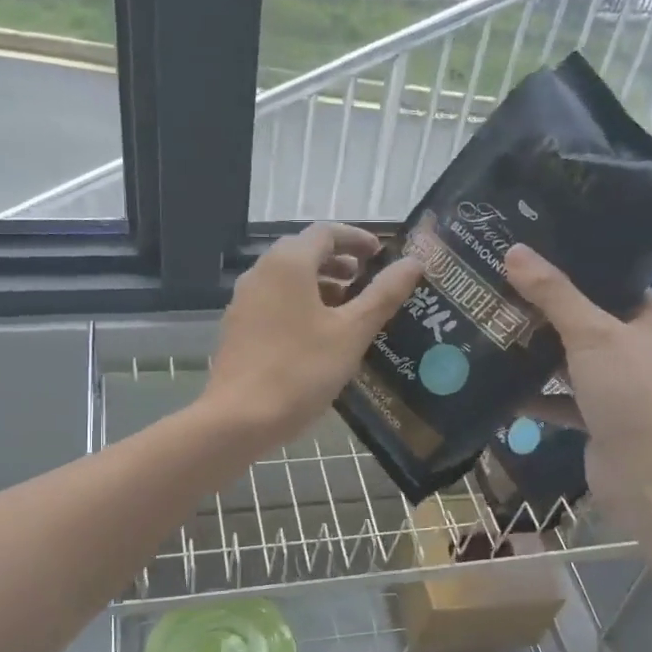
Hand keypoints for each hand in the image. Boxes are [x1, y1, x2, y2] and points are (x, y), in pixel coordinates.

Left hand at [205, 223, 423, 447]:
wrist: (238, 418)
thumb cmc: (300, 370)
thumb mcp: (351, 332)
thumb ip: (383, 295)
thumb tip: (413, 262)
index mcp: (288, 263)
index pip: (326, 232)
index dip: (357, 239)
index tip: (381, 255)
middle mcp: (261, 272)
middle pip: (304, 252)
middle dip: (339, 262)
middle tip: (368, 281)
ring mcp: (244, 301)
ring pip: (288, 279)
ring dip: (320, 285)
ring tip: (349, 309)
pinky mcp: (238, 328)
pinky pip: (275, 302)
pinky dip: (301, 304)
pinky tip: (319, 336)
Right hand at [504, 244, 651, 515]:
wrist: (647, 475)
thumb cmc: (629, 392)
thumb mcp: (591, 334)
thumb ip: (554, 294)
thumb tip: (515, 251)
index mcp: (649, 320)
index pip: (610, 281)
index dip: (572, 266)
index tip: (530, 253)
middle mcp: (635, 349)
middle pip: (583, 320)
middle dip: (543, 310)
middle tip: (498, 287)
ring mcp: (616, 386)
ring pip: (568, 360)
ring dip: (535, 352)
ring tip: (491, 328)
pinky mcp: (596, 418)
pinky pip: (559, 399)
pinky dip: (534, 395)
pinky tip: (499, 386)